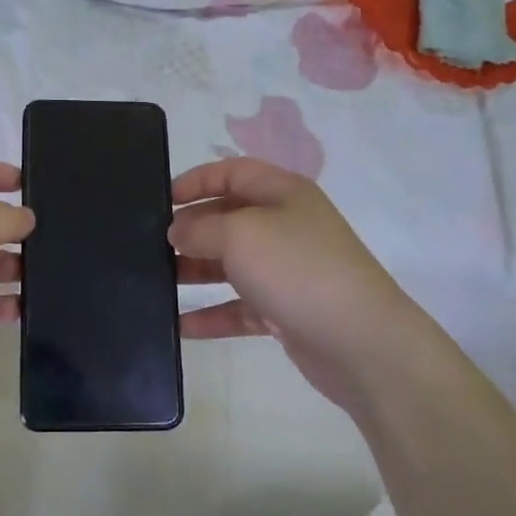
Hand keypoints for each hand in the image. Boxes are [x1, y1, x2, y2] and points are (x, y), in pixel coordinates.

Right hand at [170, 158, 424, 418]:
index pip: (232, 172)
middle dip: (191, 229)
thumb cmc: (298, 270)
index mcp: (283, 193)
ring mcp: (287, 270)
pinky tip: (180, 326)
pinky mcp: (286, 311)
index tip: (161, 200)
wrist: (362, 343)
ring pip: (231, 264)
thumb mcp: (240, 234)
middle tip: (153, 246)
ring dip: (196, 271)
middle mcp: (286, 226)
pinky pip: (240, 307)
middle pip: (229, 217)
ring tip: (157, 282)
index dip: (196, 181)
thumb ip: (200, 228)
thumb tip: (178, 232)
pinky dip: (212, 314)